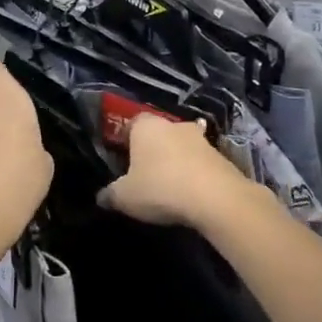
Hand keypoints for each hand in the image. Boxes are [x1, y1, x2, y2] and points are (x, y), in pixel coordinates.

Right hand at [98, 112, 255, 228]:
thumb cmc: (160, 188)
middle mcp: (173, 124)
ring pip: (181, 147)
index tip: (122, 159)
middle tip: (144, 174)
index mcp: (146, 126)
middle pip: (158, 134)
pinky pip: (199, 162)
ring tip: (168, 186)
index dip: (125, 140)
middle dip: (152, 150)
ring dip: (175, 161)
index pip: (131, 123)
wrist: (216, 197)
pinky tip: (190, 193)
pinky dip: (194, 174)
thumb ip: (110, 194)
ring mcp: (201, 138)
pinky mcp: (221, 156)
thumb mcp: (125, 197)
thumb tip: (101, 197)